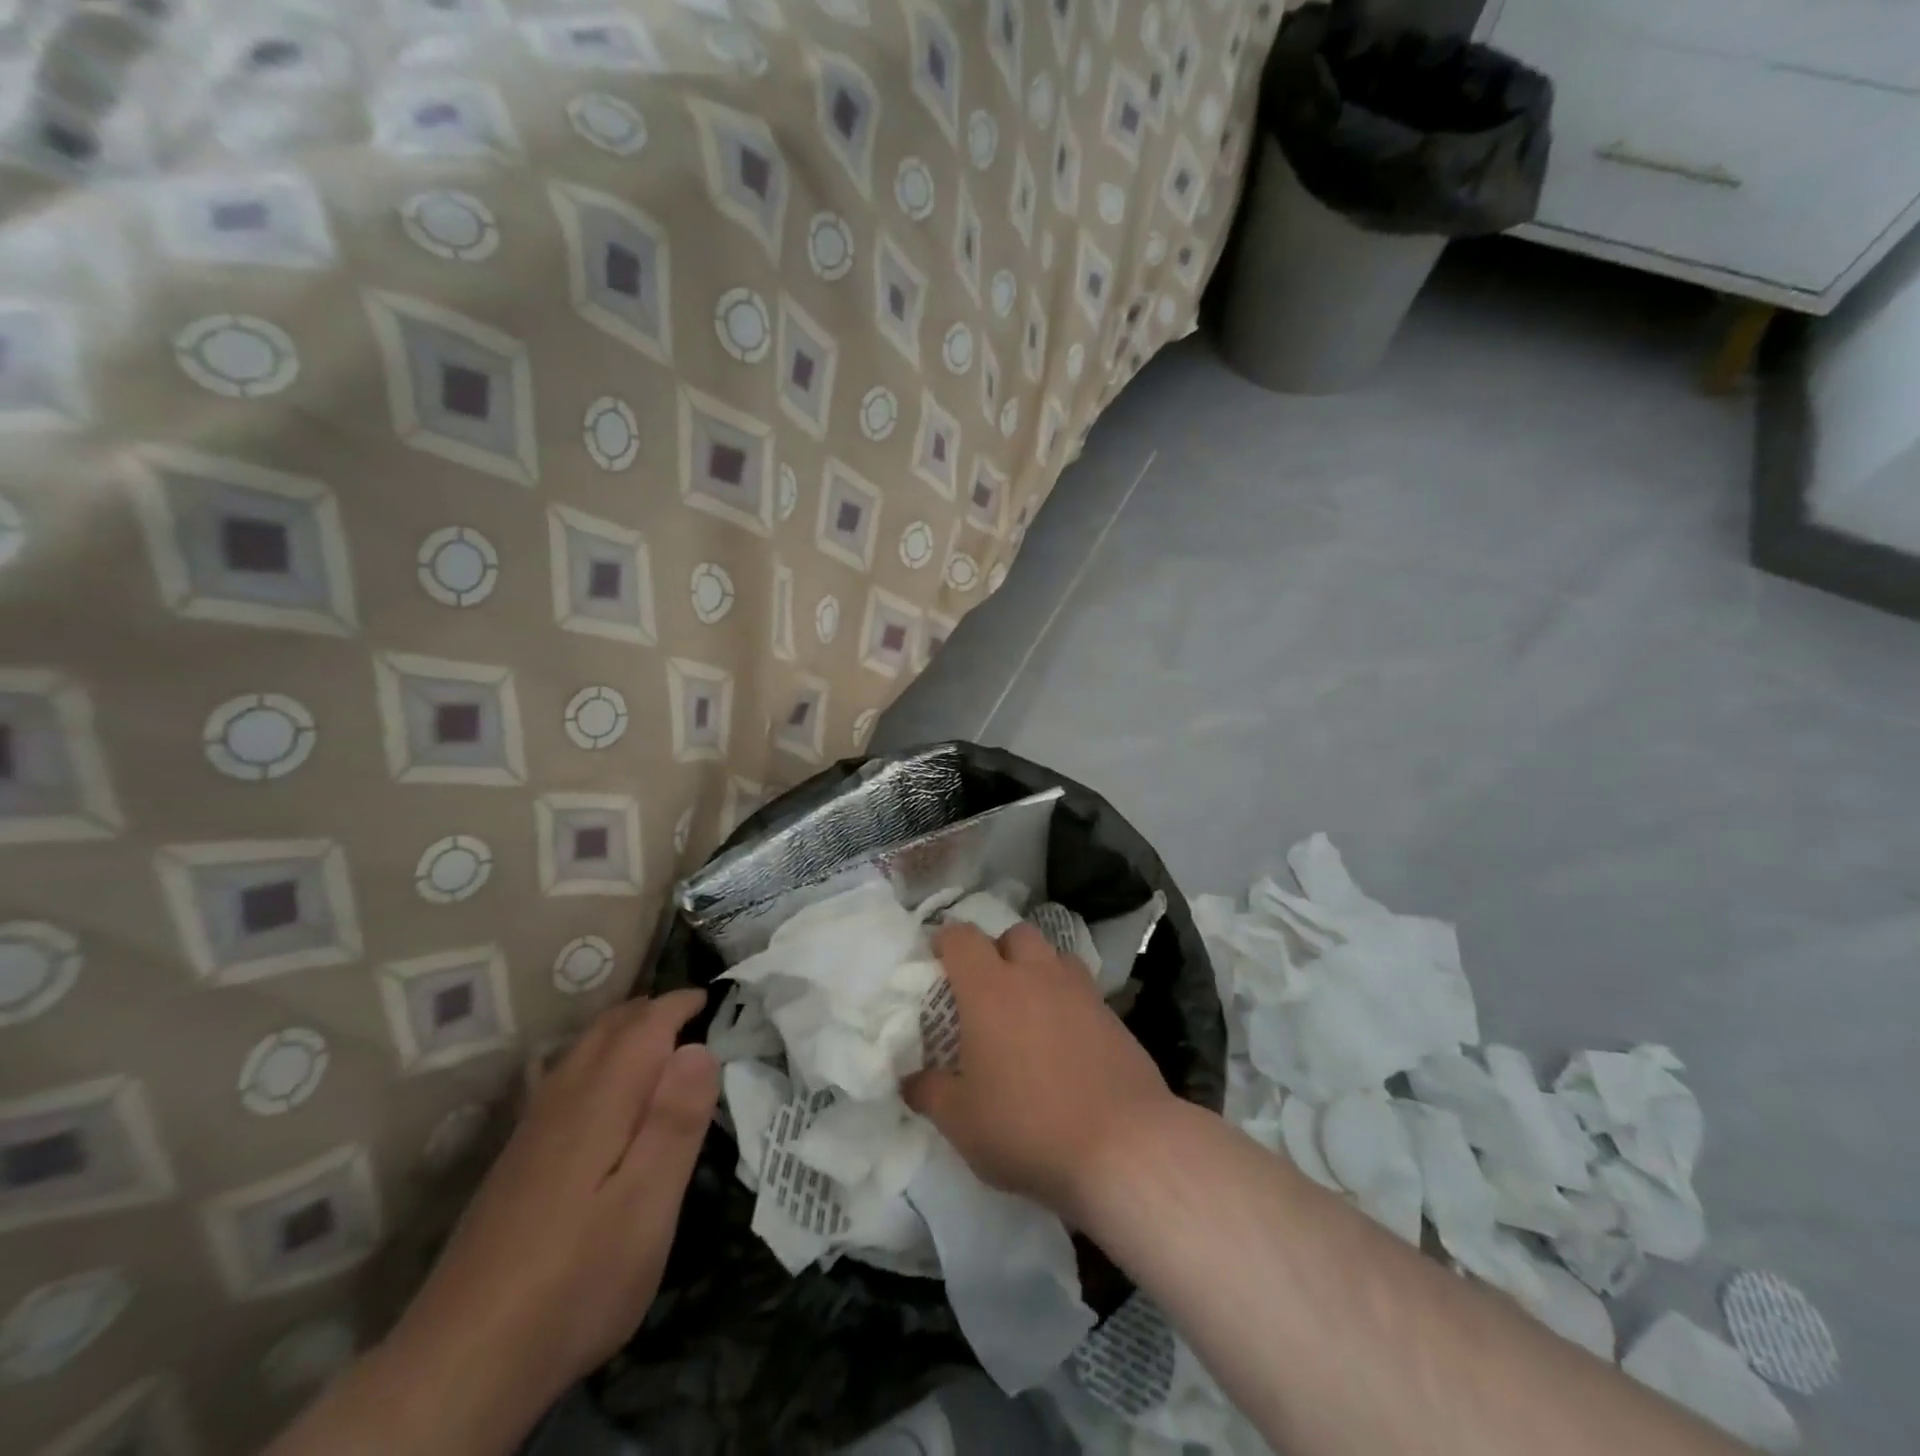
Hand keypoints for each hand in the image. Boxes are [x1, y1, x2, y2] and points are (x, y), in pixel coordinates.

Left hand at [374, 993, 717, 1448]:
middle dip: (649, 1009)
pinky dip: (595, 1058)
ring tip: (657, 1037)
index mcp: (602, 1099)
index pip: (645, 1025)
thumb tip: (700, 1047)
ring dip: (621, 1030)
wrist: (460, 1363)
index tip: (713, 998)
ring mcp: (532, 1129)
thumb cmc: (576, 1278)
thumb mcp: (648, 1204)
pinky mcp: (516, 1160)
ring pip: (580, 1051)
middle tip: (691, 1011)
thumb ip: (676, 1120)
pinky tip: (602, 1090)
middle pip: (607, 1028)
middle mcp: (563, 1098)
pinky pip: (563, 1078)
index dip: (679, 1004)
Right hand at [904, 922, 1173, 1221]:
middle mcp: (1035, 975)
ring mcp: (1080, 991)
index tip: (937, 961)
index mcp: (990, 989)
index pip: (962, 938)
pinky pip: (1082, 988)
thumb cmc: (1027, 1128)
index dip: (945, 941)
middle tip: (987, 988)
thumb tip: (910, 1079)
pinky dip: (1067, 999)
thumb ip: (929, 1093)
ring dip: (1037, 968)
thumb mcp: (962, 1122)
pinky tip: (1065, 1039)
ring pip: (1054, 955)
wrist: (1122, 1147)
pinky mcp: (1113, 1014)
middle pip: (1015, 934)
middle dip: (997, 950)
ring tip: (1029, 1007)